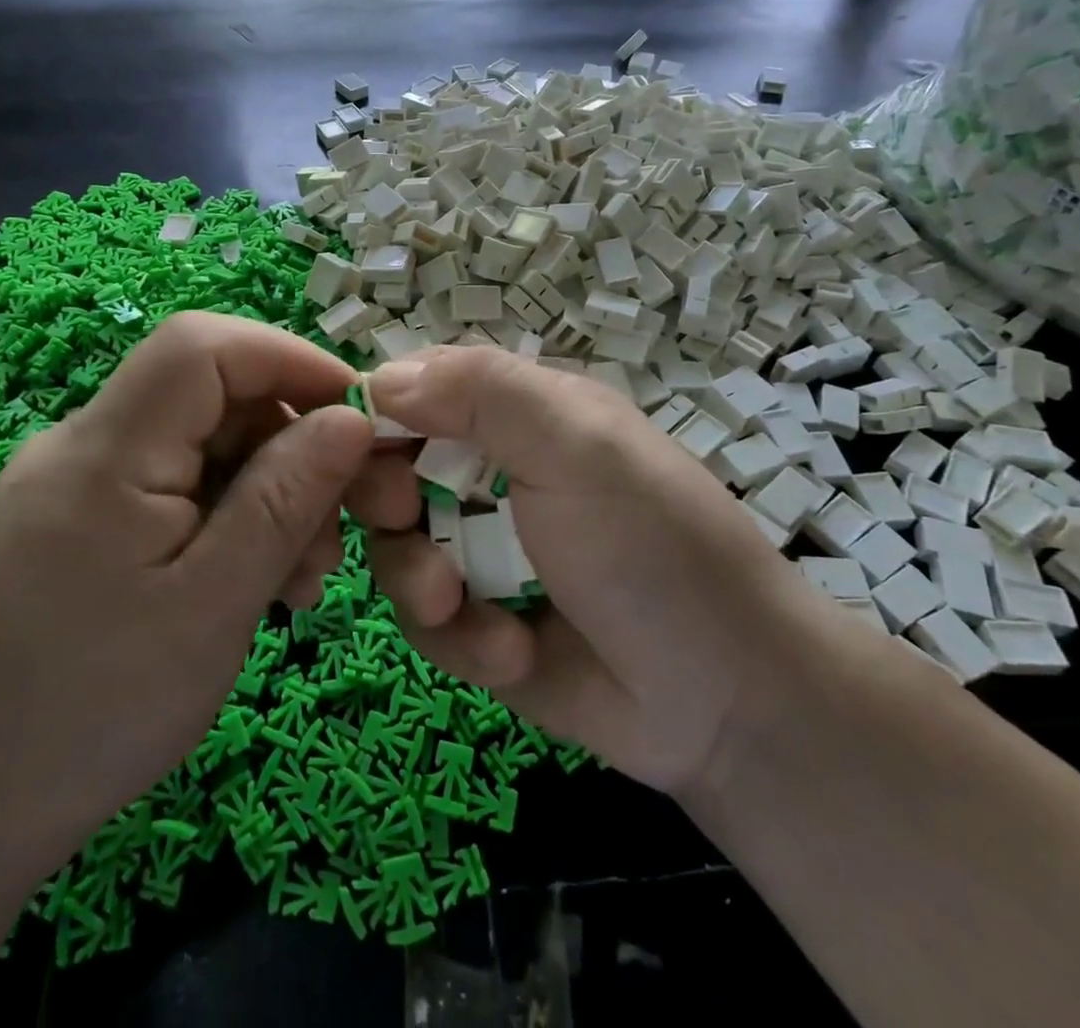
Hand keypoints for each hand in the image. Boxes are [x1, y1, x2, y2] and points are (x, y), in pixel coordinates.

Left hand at [0, 312, 370, 887]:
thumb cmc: (103, 712)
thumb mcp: (217, 604)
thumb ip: (286, 497)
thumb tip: (351, 417)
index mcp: (99, 456)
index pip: (199, 347)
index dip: (287, 358)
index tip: (355, 413)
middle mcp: (75, 445)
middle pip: (207, 393)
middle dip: (287, 440)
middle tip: (337, 523)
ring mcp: (72, 479)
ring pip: (199, 439)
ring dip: (265, 486)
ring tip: (301, 573)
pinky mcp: (77, 513)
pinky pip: (171, 479)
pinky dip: (227, 511)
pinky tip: (252, 575)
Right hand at [350, 347, 816, 797]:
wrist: (724, 699)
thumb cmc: (651, 544)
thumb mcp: (577, 445)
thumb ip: (482, 393)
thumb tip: (380, 379)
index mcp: (518, 414)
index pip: (420, 388)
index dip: (378, 412)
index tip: (354, 445)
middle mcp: (492, 474)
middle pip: (390, 467)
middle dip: (386, 499)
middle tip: (406, 520)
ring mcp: (482, 551)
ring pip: (396, 546)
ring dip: (419, 580)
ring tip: (459, 607)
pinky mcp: (478, 625)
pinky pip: (424, 619)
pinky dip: (458, 638)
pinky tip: (511, 654)